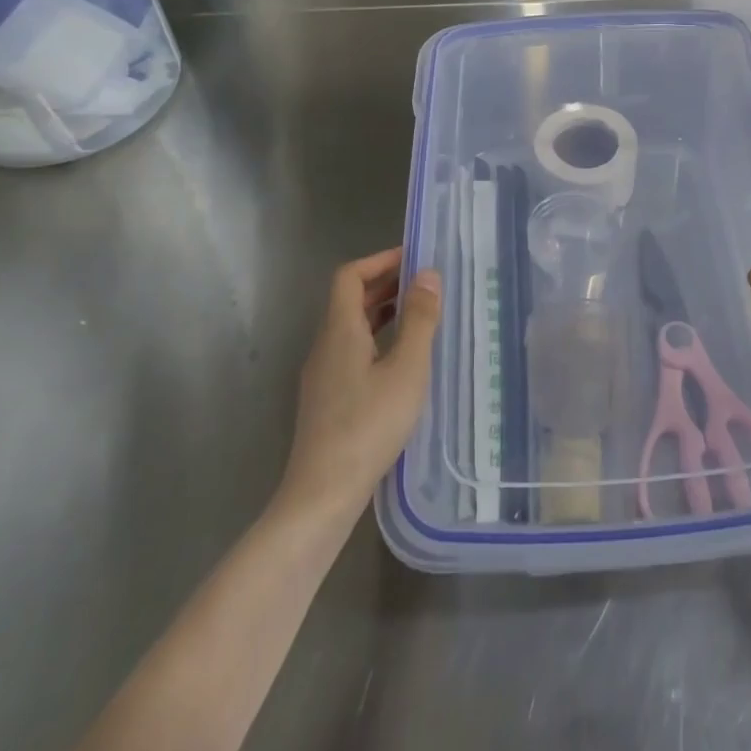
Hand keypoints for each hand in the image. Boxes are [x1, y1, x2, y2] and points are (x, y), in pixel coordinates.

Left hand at [278, 247, 440, 518]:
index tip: (414, 257)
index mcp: (340, 331)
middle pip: (349, 300)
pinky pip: (352, 350)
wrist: (323, 493)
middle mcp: (325, 346)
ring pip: (351, 327)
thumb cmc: (369, 425)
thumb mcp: (406, 370)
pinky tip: (402, 359)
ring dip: (382, 311)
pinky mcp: (327, 399)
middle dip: (386, 283)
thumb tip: (428, 274)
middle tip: (425, 282)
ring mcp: (322, 375)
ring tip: (420, 314)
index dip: (380, 260)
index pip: (350, 276)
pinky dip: (377, 338)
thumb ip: (419, 320)